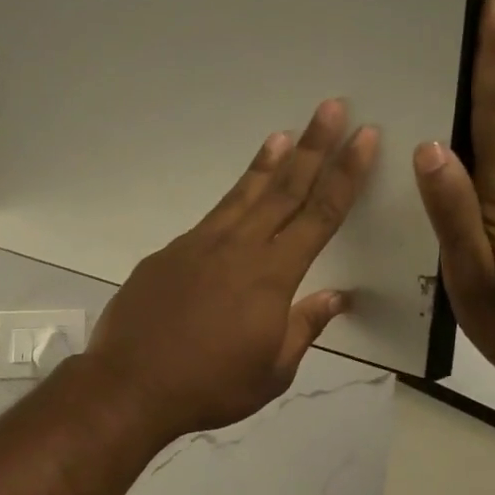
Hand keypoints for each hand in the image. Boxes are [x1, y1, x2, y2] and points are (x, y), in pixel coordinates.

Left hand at [86, 100, 378, 441]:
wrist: (130, 386)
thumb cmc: (210, 386)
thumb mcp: (272, 372)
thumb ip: (304, 327)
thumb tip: (336, 297)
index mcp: (272, 276)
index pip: (320, 214)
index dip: (346, 173)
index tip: (364, 138)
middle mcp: (238, 249)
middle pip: (284, 189)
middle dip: (312, 146)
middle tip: (331, 107)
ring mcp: (197, 246)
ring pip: (242, 196)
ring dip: (267, 164)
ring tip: (283, 134)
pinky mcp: (167, 254)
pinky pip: (209, 221)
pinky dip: (230, 202)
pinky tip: (236, 202)